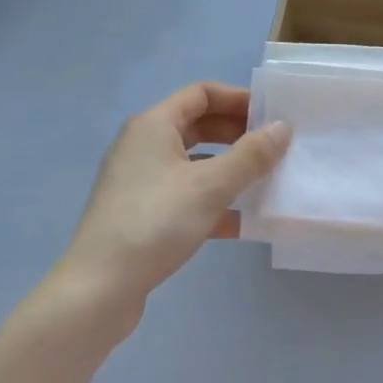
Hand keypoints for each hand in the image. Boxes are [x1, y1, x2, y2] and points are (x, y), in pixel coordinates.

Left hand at [58, 82, 289, 316]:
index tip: (271, 116)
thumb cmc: (155, 222)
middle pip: (197, 126)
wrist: (99, 288)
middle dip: (236, 134)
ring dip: (228, 169)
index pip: (201, 93)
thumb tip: (283, 127)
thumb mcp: (211, 186)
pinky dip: (211, 201)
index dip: (238, 99)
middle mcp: (143, 145)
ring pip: (192, 163)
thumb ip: (250, 156)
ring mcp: (139, 180)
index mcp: (154, 125)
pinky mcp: (141, 213)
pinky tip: (242, 223)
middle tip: (273, 149)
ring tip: (265, 182)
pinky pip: (184, 195)